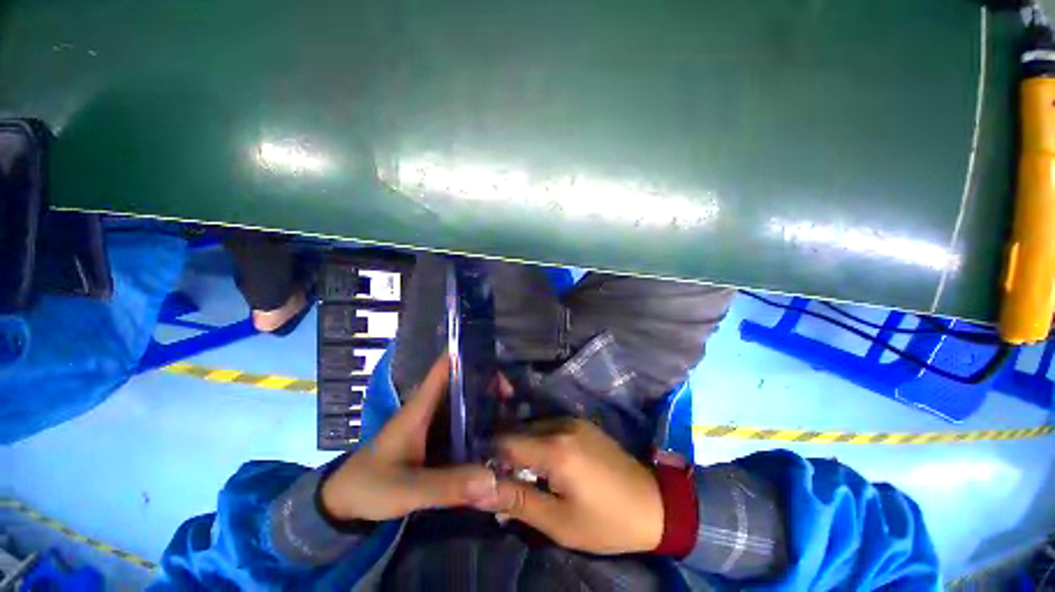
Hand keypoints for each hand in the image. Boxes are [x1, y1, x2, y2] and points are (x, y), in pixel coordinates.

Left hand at [321, 356, 498, 521]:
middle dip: (487, 383)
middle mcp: (431, 409)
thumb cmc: (369, 486)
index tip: (494, 359)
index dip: (467, 356)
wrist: (345, 503)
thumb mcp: (406, 489)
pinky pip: (462, 426)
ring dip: (485, 405)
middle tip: (513, 396)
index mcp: (421, 407)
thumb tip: (492, 479)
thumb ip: (447, 487)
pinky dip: (478, 426)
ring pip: (464, 404)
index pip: (444, 368)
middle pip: (462, 383)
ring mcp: (434, 425)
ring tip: (512, 414)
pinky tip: (495, 437)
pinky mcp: (436, 441)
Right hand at [489, 418, 662, 554]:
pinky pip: (549, 426)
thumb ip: (517, 501)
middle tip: (502, 479)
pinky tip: (543, 462)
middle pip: (518, 430)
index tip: (482, 474)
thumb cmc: (605, 521)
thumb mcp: (558, 522)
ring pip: (532, 426)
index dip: (488, 457)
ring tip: (523, 473)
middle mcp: (561, 424)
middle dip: (504, 452)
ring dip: (522, 446)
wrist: (653, 504)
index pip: (505, 442)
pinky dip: (538, 440)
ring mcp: (573, 420)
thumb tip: (478, 491)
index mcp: (555, 449)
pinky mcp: (581, 422)